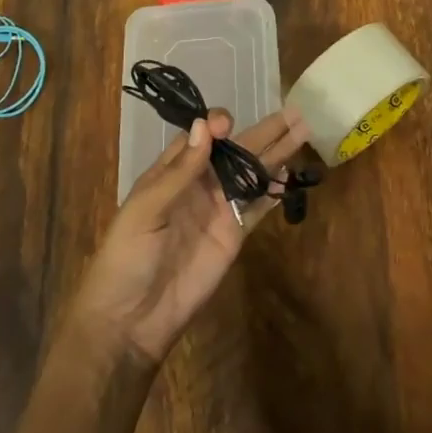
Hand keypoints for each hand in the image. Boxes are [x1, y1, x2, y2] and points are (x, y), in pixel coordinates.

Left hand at [69, 107, 310, 366]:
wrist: (132, 319)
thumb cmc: (127, 257)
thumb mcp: (146, 209)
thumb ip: (180, 170)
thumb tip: (205, 126)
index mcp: (171, 174)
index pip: (200, 138)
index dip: (216, 127)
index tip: (228, 124)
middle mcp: (199, 185)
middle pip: (235, 151)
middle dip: (264, 131)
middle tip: (293, 112)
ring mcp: (219, 210)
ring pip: (252, 173)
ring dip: (277, 154)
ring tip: (303, 131)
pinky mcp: (234, 235)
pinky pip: (258, 207)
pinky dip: (275, 191)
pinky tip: (292, 174)